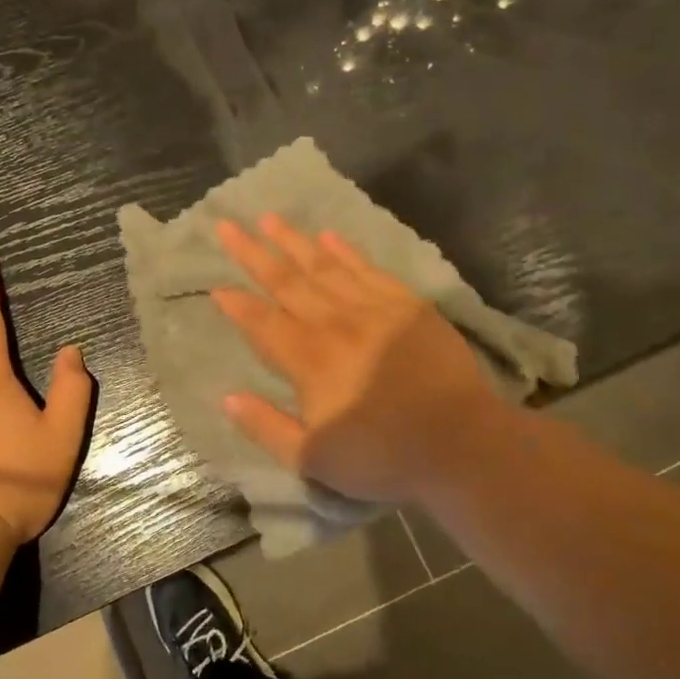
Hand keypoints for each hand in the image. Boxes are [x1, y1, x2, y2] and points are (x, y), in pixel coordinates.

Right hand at [211, 214, 512, 505]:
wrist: (462, 444)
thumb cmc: (384, 457)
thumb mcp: (315, 460)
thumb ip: (267, 427)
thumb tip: (228, 398)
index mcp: (309, 359)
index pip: (262, 322)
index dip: (237, 304)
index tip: (217, 287)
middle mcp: (335, 323)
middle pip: (285, 281)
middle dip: (253, 253)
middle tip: (228, 226)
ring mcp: (373, 308)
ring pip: (323, 266)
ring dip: (293, 241)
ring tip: (269, 218)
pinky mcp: (407, 305)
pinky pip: (367, 269)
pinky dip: (346, 251)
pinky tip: (329, 236)